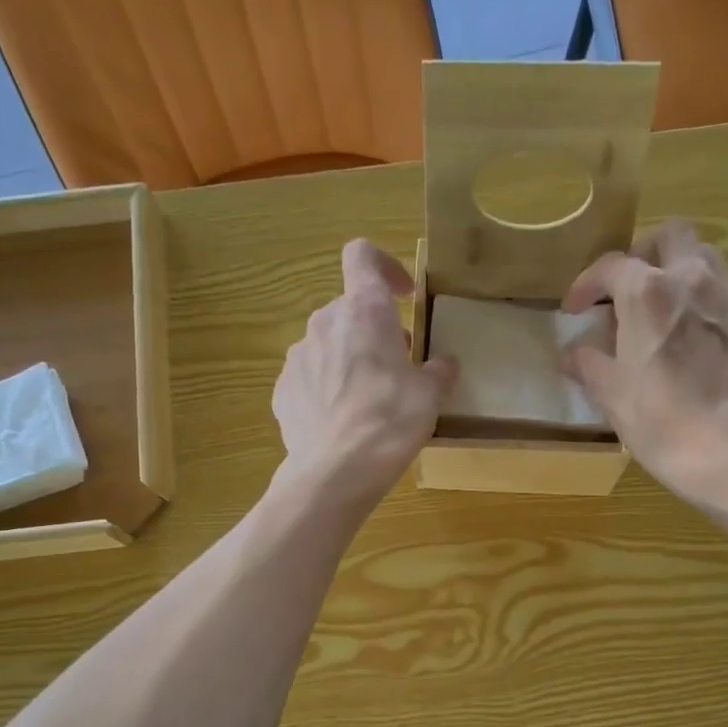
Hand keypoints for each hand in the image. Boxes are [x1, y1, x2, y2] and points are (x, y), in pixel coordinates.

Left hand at [273, 240, 457, 507]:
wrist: (336, 471)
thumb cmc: (390, 421)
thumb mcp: (430, 396)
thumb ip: (439, 372)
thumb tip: (444, 364)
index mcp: (364, 310)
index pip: (363, 256)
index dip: (384, 266)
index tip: (403, 295)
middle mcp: (324, 322)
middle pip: (349, 309)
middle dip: (373, 331)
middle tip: (396, 366)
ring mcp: (297, 356)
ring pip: (327, 345)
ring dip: (348, 360)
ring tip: (367, 400)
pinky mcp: (283, 390)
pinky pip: (309, 379)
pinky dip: (325, 389)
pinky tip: (341, 422)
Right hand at [562, 220, 727, 516]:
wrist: (723, 448)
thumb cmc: (656, 419)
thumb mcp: (609, 393)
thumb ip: (588, 363)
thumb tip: (573, 354)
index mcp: (647, 293)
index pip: (610, 266)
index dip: (586, 284)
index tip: (575, 309)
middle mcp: (692, 279)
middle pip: (670, 236)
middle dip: (644, 254)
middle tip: (627, 289)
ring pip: (705, 257)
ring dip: (679, 272)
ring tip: (663, 307)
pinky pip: (724, 297)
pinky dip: (703, 306)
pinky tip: (693, 340)